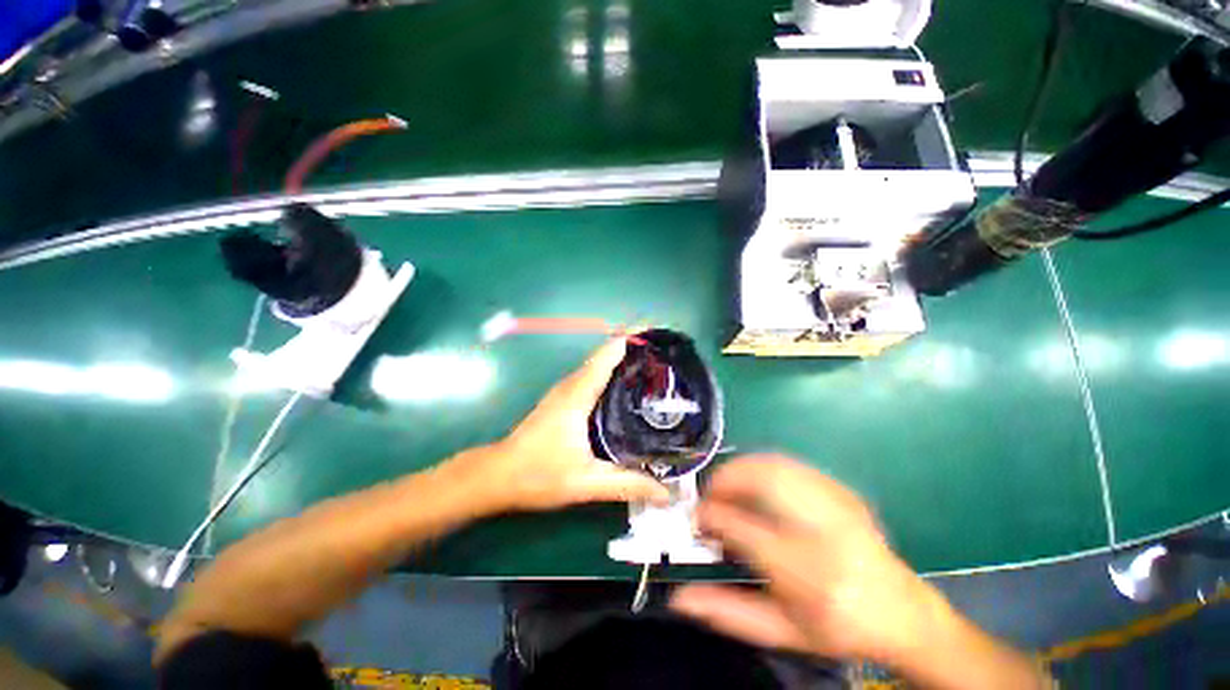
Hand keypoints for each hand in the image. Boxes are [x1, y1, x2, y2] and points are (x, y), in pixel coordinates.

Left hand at [462, 338, 669, 512]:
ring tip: (653, 363)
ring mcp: (566, 390)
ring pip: (599, 364)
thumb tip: (666, 492)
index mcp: (577, 395)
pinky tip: (627, 385)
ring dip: (622, 357)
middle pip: (605, 354)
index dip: (630, 339)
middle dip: (633, 346)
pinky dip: (612, 370)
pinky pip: (593, 375)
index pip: (607, 356)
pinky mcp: (564, 398)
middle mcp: (572, 385)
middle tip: (664, 352)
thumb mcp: (585, 483)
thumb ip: (626, 484)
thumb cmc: (537, 474)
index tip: (656, 334)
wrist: (497, 475)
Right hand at [670, 455, 951, 663]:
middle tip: (710, 496)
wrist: (901, 612)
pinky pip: (790, 464)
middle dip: (724, 481)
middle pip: (760, 481)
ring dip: (740, 469)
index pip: (740, 527)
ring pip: (774, 464)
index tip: (696, 519)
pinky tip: (756, 485)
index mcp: (804, 573)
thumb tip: (680, 598)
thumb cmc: (837, 627)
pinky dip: (762, 466)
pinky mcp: (841, 489)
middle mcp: (822, 530)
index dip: (709, 515)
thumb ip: (727, 612)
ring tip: (728, 487)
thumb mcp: (782, 631)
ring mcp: (835, 503)